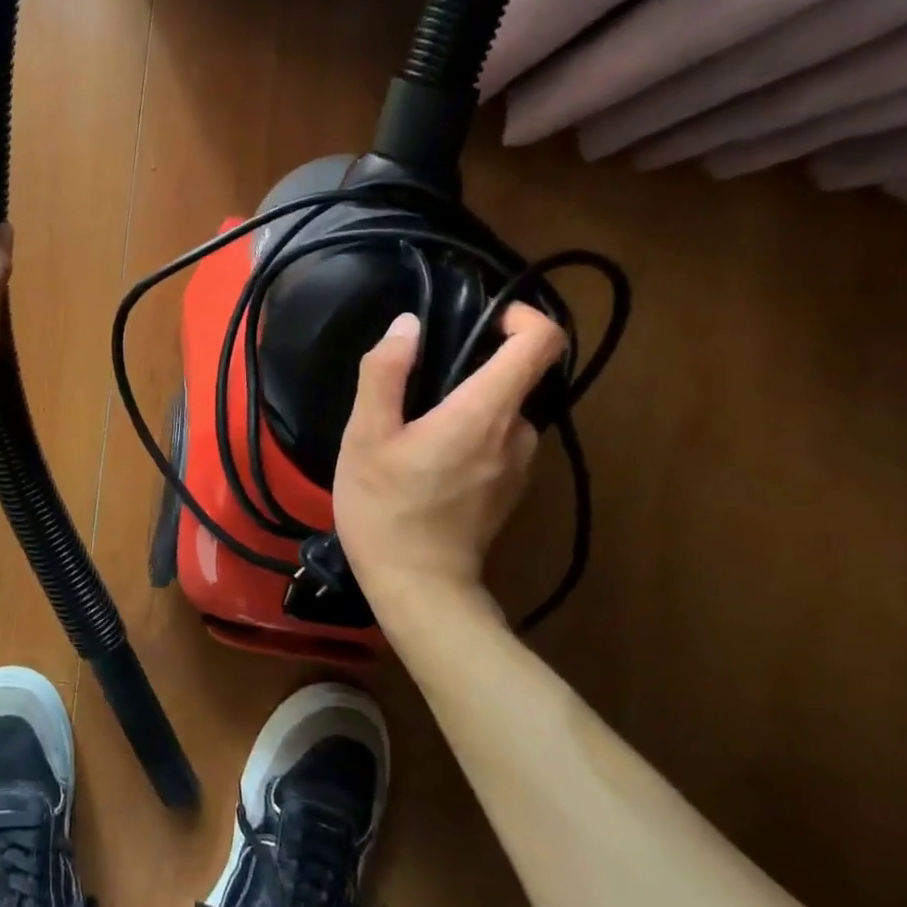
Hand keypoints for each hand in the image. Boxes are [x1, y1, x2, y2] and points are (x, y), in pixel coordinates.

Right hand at [334, 305, 565, 614]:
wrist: (418, 589)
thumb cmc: (386, 508)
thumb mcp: (365, 436)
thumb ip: (384, 374)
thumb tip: (407, 325)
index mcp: (486, 411)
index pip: (541, 342)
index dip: (522, 317)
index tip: (483, 318)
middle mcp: (519, 434)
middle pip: (520, 375)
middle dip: (477, 364)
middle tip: (420, 380)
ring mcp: (521, 467)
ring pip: (507, 412)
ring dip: (472, 403)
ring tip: (417, 423)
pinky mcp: (512, 491)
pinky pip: (502, 442)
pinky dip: (475, 433)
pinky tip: (429, 459)